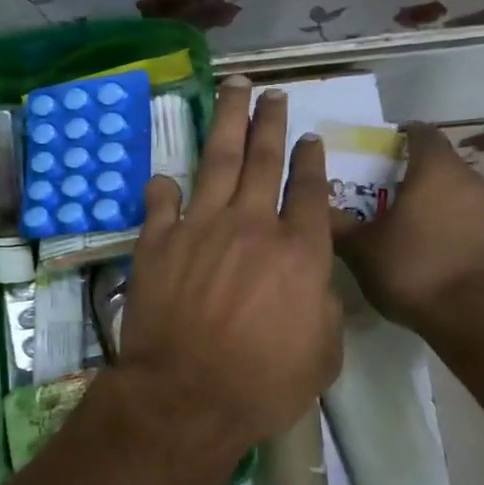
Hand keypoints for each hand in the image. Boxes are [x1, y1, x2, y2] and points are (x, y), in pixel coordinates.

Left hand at [113, 77, 342, 465]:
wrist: (185, 395)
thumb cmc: (262, 385)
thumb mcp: (322, 355)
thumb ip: (325, 308)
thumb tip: (314, 282)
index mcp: (299, 252)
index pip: (310, 191)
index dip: (311, 161)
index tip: (309, 138)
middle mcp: (251, 226)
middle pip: (264, 160)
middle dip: (270, 122)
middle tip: (272, 94)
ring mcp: (200, 227)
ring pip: (217, 160)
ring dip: (227, 122)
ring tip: (232, 89)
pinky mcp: (158, 241)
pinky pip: (162, 202)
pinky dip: (165, 187)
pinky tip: (167, 176)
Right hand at [332, 121, 483, 330]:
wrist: (483, 317)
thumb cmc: (416, 269)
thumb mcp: (362, 249)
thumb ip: (337, 225)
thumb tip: (314, 208)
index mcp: (436, 170)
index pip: (422, 133)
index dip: (403, 136)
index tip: (385, 148)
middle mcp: (473, 180)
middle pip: (443, 166)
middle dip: (417, 177)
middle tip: (388, 199)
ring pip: (463, 196)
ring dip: (441, 206)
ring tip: (414, 232)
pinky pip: (479, 225)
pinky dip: (460, 232)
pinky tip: (441, 258)